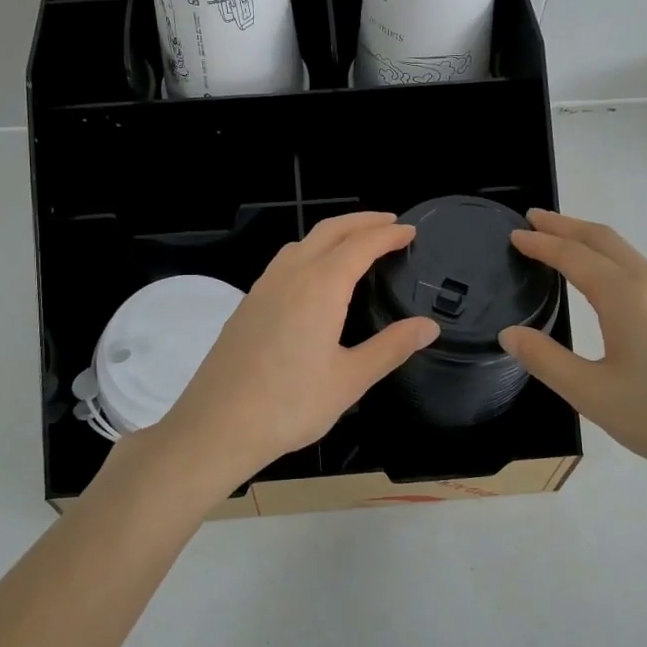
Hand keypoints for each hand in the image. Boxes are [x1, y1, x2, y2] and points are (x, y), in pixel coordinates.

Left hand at [152, 212, 438, 490]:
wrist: (217, 425)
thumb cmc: (290, 404)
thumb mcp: (350, 380)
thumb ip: (391, 347)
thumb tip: (429, 326)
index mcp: (320, 287)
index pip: (361, 245)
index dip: (388, 235)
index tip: (411, 231)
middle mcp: (290, 275)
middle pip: (329, 231)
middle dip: (362, 221)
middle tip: (389, 223)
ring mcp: (263, 287)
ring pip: (302, 243)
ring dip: (333, 233)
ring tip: (355, 244)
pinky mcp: (247, 304)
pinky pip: (284, 262)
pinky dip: (309, 252)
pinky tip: (313, 277)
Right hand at [499, 210, 646, 500]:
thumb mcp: (593, 396)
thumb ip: (545, 360)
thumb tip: (510, 334)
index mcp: (628, 297)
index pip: (574, 256)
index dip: (541, 243)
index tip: (514, 234)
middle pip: (604, 239)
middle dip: (566, 225)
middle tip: (533, 219)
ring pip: (628, 254)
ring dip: (590, 242)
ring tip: (562, 244)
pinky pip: (644, 271)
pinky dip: (613, 261)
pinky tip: (606, 282)